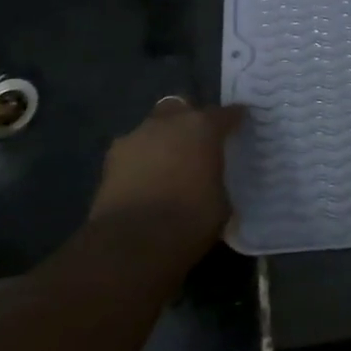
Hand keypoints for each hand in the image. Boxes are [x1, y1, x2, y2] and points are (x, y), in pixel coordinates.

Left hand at [90, 97, 244, 253]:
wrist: (132, 242)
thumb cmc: (189, 220)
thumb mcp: (222, 204)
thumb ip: (218, 182)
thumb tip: (214, 183)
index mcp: (203, 128)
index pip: (225, 113)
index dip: (234, 118)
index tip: (240, 124)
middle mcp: (169, 122)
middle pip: (182, 108)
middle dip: (189, 120)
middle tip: (197, 143)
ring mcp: (136, 136)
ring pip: (153, 127)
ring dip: (162, 140)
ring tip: (167, 166)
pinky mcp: (110, 158)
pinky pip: (133, 151)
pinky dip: (140, 160)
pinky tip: (144, 181)